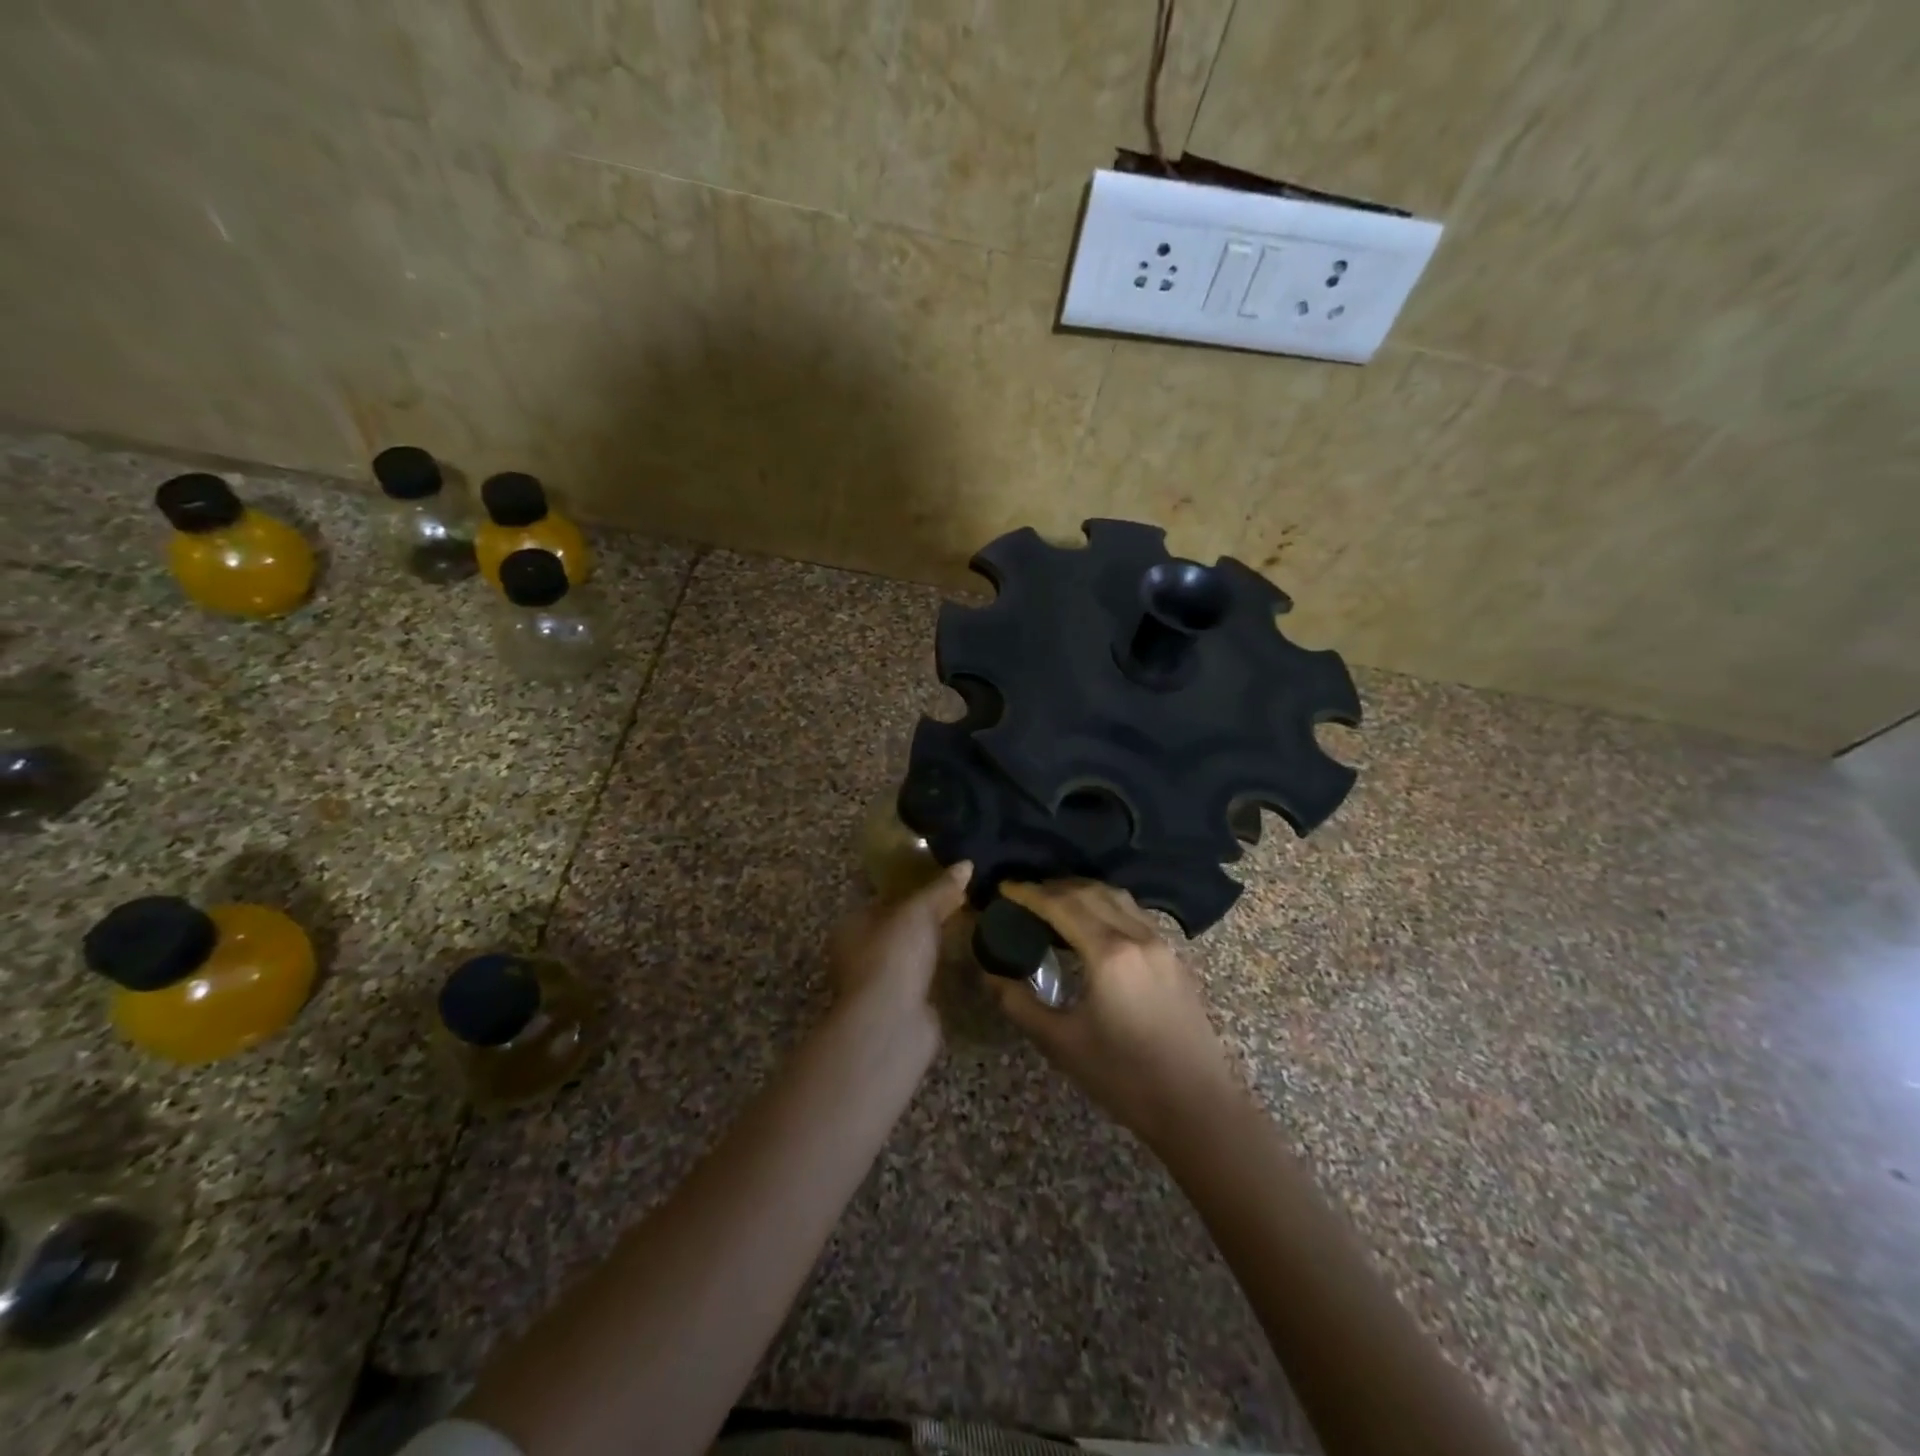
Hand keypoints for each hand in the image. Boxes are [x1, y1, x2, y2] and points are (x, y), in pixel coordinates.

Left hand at [828, 861, 972, 1039]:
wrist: (891, 1023)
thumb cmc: (894, 955)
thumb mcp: (919, 911)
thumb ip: (941, 888)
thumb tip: (966, 864)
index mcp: (851, 926)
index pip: (882, 901)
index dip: (911, 892)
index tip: (942, 885)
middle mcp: (858, 955)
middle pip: (895, 930)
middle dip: (923, 922)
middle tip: (959, 906)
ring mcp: (878, 985)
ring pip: (908, 957)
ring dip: (930, 949)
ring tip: (965, 932)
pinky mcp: (898, 1009)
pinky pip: (921, 982)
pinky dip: (936, 974)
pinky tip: (959, 965)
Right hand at [985, 880, 1244, 1146]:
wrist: (1197, 1106)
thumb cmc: (1124, 1077)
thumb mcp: (1061, 1043)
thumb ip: (1020, 1003)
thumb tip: (989, 974)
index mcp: (1109, 953)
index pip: (1062, 905)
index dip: (1029, 893)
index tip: (1004, 888)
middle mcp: (1138, 936)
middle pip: (1090, 892)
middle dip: (1054, 886)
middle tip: (1025, 894)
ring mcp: (1162, 944)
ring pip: (1118, 898)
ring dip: (1083, 891)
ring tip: (1055, 902)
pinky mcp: (1176, 958)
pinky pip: (1135, 914)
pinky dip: (1107, 906)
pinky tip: (1095, 925)